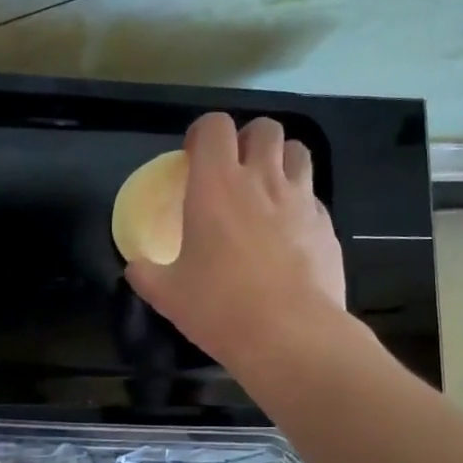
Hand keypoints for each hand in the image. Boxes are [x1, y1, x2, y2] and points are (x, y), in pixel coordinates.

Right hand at [126, 112, 346, 367]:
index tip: (194, 158)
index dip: (203, 133)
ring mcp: (301, 200)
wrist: (291, 336)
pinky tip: (289, 233)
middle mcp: (262, 180)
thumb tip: (135, 267)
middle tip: (235, 169)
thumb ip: (146, 273)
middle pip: (265, 128)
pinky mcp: (327, 225)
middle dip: (248, 139)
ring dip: (281, 160)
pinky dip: (300, 202)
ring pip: (298, 152)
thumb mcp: (168, 295)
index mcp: (216, 185)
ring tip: (267, 189)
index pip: (215, 126)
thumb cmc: (220, 308)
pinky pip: (313, 196)